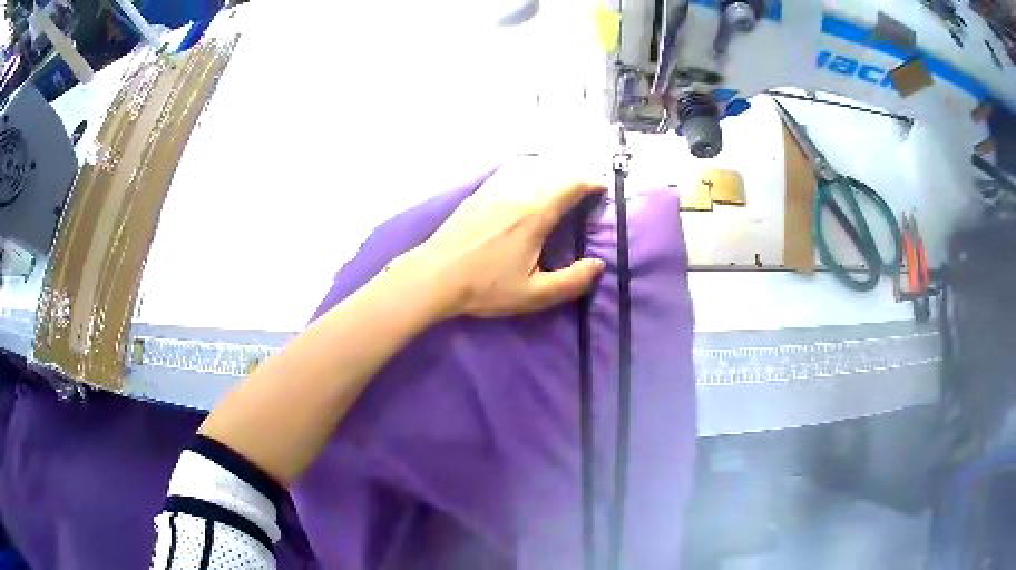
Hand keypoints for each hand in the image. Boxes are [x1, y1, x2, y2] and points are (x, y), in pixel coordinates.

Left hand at [407, 158, 606, 318]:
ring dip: (552, 170)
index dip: (591, 183)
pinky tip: (526, 180)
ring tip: (561, 183)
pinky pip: (510, 170)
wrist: (434, 276)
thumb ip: (571, 282)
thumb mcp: (533, 295)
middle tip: (586, 189)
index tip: (603, 189)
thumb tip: (598, 266)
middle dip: (575, 176)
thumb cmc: (484, 287)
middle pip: (554, 171)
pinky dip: (528, 169)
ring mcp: (495, 188)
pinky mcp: (478, 192)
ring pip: (531, 166)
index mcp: (535, 214)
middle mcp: (517, 192)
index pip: (571, 185)